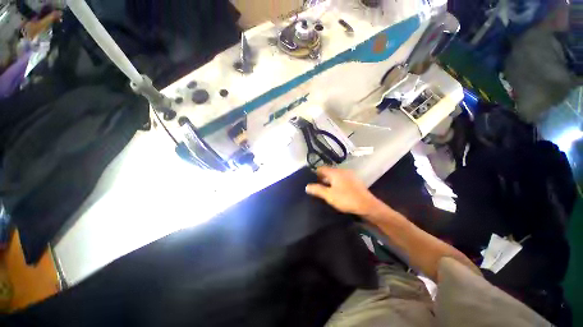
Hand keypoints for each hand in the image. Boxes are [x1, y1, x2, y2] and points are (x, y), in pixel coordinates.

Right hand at [305, 167, 381, 216]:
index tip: (310, 180)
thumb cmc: (346, 199)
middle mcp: (342, 170)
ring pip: (336, 175)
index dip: (315, 173)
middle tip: (317, 186)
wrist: (367, 206)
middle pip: (329, 171)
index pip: (321, 168)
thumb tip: (307, 186)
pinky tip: (337, 190)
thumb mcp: (329, 195)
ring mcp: (350, 175)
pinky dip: (337, 182)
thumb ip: (317, 190)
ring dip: (330, 180)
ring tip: (325, 189)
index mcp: (335, 172)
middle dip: (322, 178)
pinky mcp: (355, 180)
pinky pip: (342, 178)